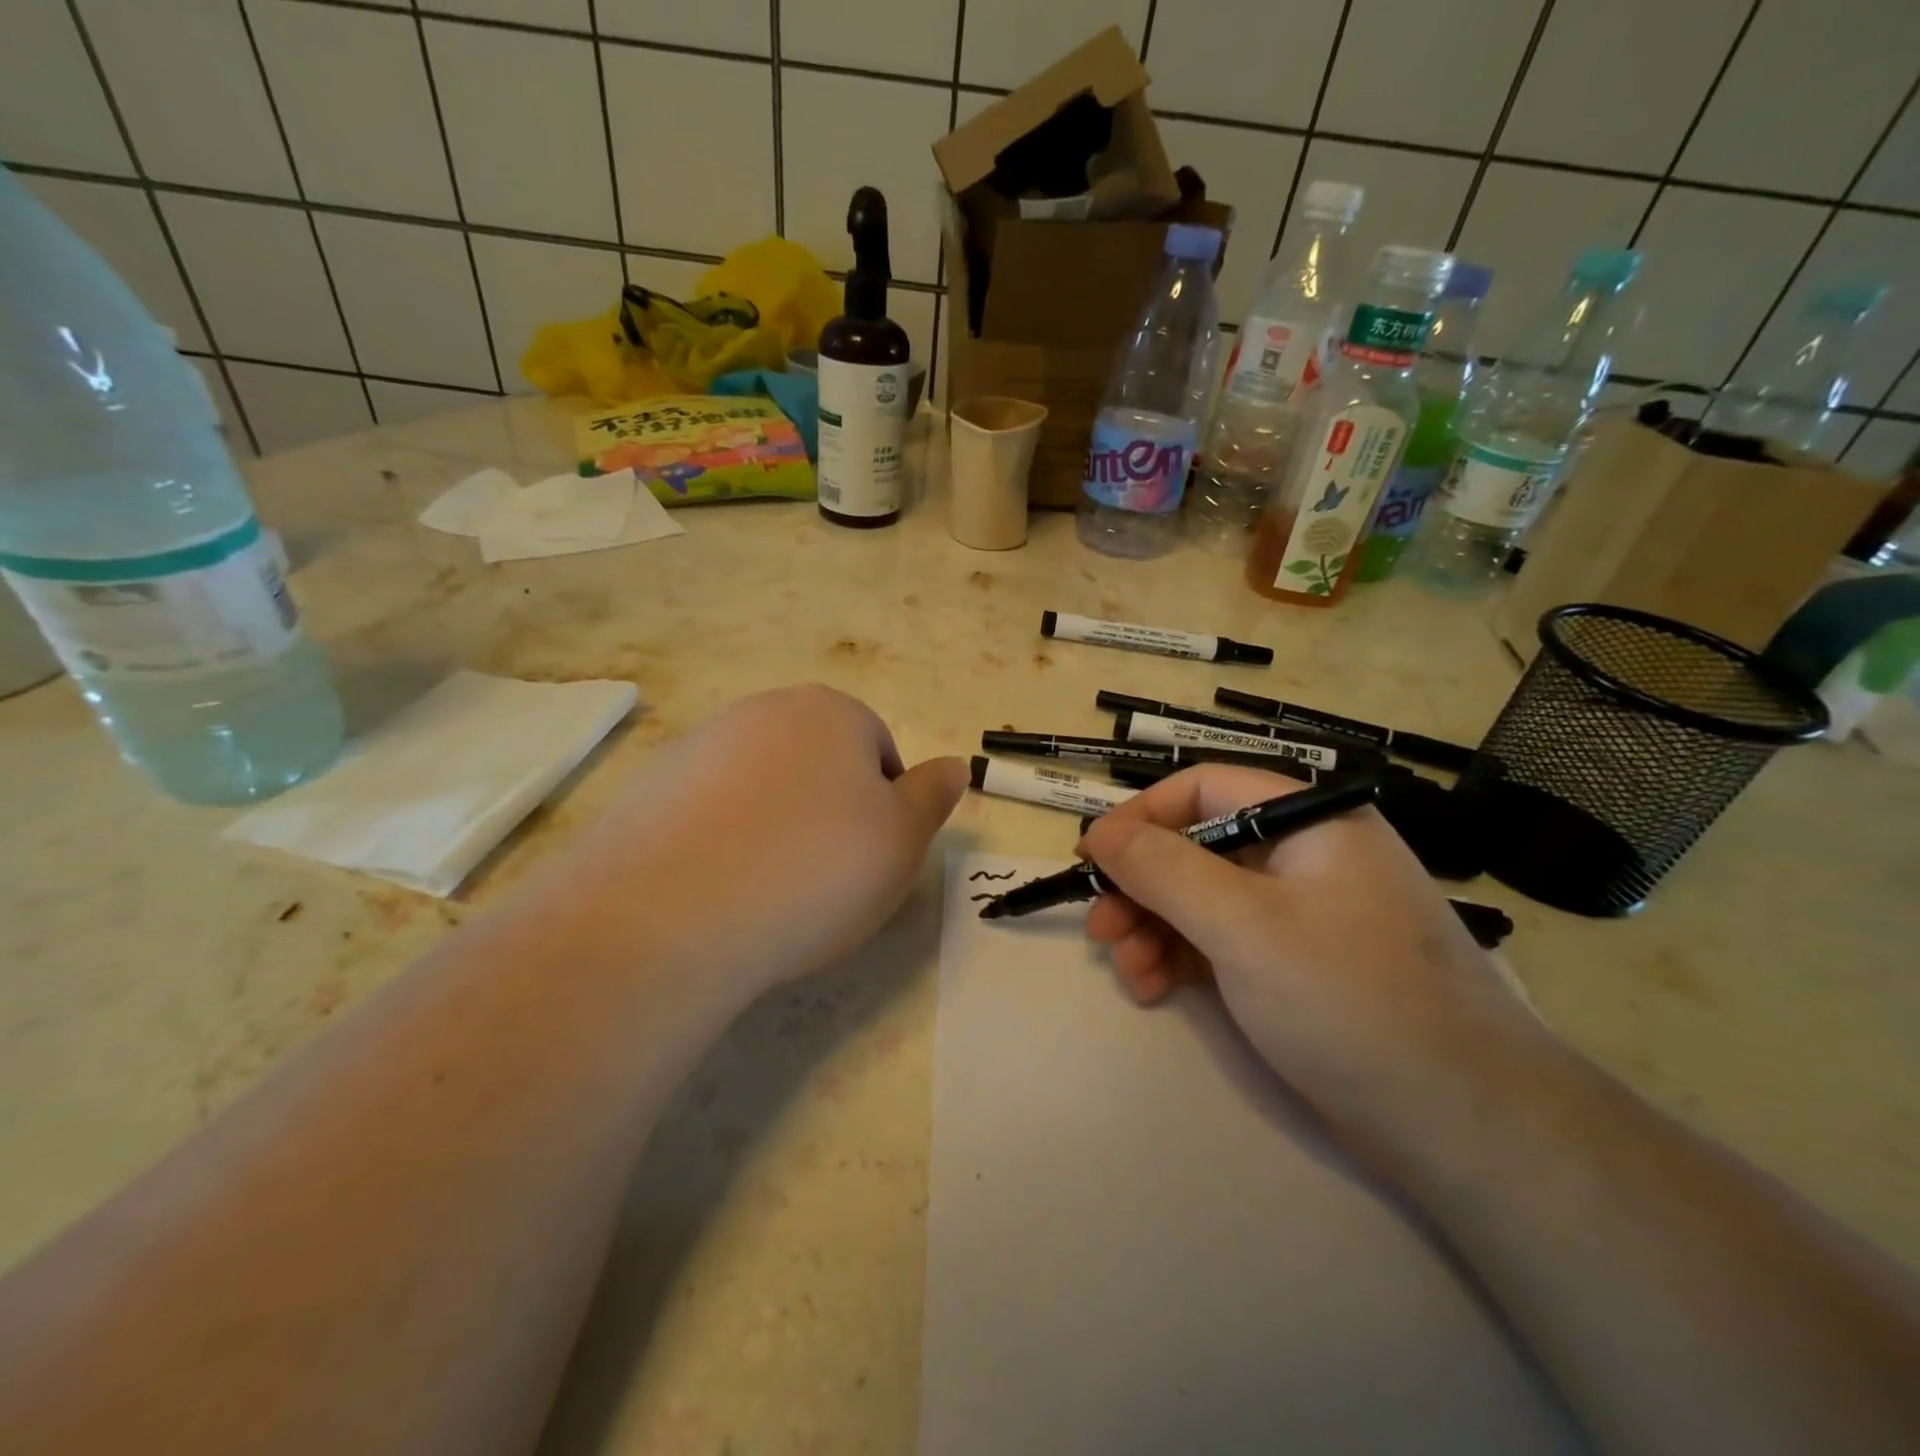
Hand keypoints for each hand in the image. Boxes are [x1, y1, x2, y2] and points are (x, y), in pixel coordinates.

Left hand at [539, 685, 965, 1000]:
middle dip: (828, 812)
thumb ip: (932, 796)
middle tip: (824, 877)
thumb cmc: (816, 870)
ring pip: (760, 787)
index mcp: (830, 712)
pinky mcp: (647, 789)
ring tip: (766, 888)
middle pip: (816, 763)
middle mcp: (762, 712)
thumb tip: (955, 765)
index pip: (878, 752)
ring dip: (772, 825)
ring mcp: (697, 746)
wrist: (674, 914)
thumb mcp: (903, 841)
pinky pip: (706, 812)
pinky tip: (714, 887)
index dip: (884, 810)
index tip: (869, 860)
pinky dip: (719, 841)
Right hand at [1079, 766, 1538, 1145]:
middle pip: (1196, 847)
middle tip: (1101, 930)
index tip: (1091, 858)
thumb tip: (1099, 832)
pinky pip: (1220, 940)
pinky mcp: (1293, 963)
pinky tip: (1154, 988)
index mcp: (1309, 821)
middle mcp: (1304, 855)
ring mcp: (1300, 912)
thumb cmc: (1348, 998)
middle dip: (1141, 887)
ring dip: (1152, 928)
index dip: (1140, 817)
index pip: (1203, 789)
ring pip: (1200, 898)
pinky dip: (1180, 957)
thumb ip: (1163, 869)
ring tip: (1128, 972)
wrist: (1462, 1126)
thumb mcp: (1243, 924)